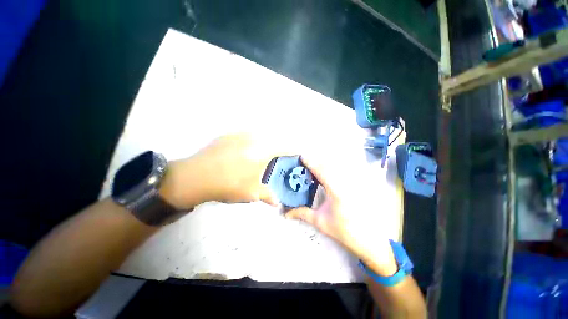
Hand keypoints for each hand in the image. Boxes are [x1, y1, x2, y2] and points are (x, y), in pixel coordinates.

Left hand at [160, 133, 289, 209]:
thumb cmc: (228, 184)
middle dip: (279, 147)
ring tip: (263, 154)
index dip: (293, 150)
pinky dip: (252, 140)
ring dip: (265, 143)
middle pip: (274, 139)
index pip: (285, 148)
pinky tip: (246, 151)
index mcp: (263, 151)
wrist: (195, 176)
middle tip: (278, 157)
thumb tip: (278, 203)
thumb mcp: (251, 193)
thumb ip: (268, 196)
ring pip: (260, 135)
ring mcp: (240, 134)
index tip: (298, 153)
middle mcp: (254, 138)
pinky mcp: (229, 134)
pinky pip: (247, 134)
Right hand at [286, 157, 397, 275]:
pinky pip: (347, 172)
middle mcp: (347, 184)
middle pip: (331, 166)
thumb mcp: (320, 222)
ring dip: (327, 164)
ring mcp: (355, 183)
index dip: (311, 163)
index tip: (303, 156)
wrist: (368, 239)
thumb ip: (303, 213)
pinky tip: (331, 171)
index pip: (321, 172)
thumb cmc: (343, 231)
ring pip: (340, 167)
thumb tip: (286, 213)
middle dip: (318, 161)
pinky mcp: (360, 185)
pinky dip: (337, 169)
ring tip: (317, 164)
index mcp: (336, 191)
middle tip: (307, 160)